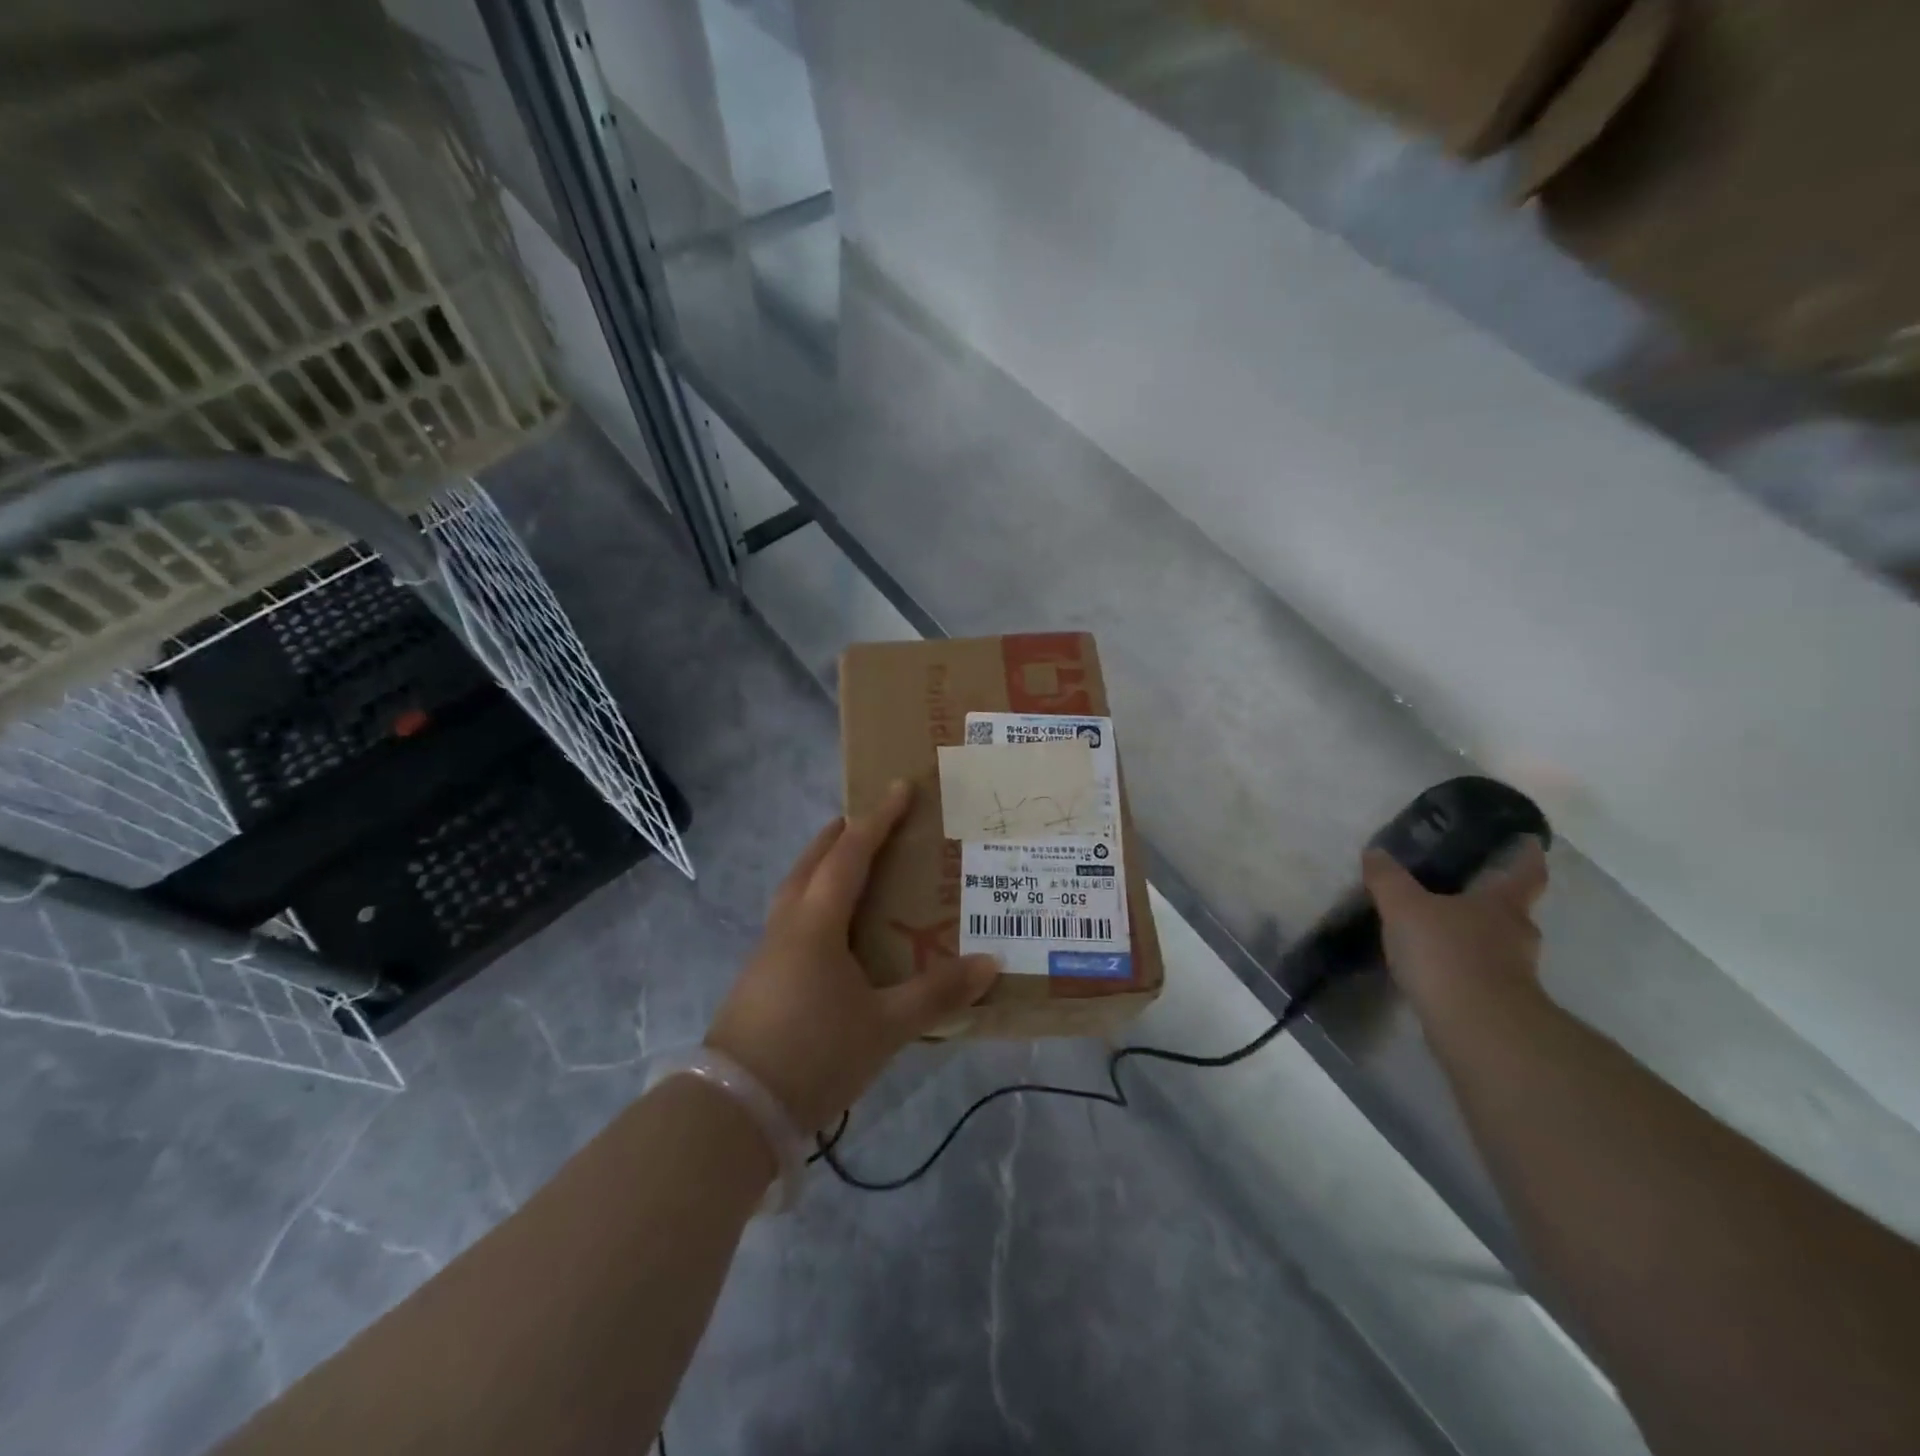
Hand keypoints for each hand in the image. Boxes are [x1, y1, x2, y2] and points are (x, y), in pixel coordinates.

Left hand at [704, 780, 1000, 1132]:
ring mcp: (767, 951)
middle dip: (840, 835)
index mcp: (817, 922)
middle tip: (867, 820)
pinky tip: (830, 933)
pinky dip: (813, 902)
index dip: (878, 819)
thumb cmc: (815, 1053)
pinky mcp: (758, 978)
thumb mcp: (886, 1026)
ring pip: (795, 890)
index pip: (851, 854)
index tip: (900, 788)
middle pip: (812, 863)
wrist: (734, 1110)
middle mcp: (788, 925)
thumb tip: (990, 964)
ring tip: (849, 868)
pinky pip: (791, 919)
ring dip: (821, 867)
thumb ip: (937, 993)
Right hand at [1362, 838, 1549, 1025]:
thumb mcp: (1405, 908)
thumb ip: (1388, 880)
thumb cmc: (1447, 954)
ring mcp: (1513, 973)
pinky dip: (1461, 967)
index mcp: (1502, 905)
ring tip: (1438, 931)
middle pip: (1510, 911)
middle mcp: (1516, 935)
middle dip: (1490, 900)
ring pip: (1495, 944)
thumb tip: (1376, 853)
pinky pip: (1479, 973)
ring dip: (1473, 937)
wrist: (1477, 1028)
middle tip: (1463, 888)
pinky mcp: (1498, 1003)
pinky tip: (1434, 968)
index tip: (1528, 842)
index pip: (1524, 873)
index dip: (1526, 856)